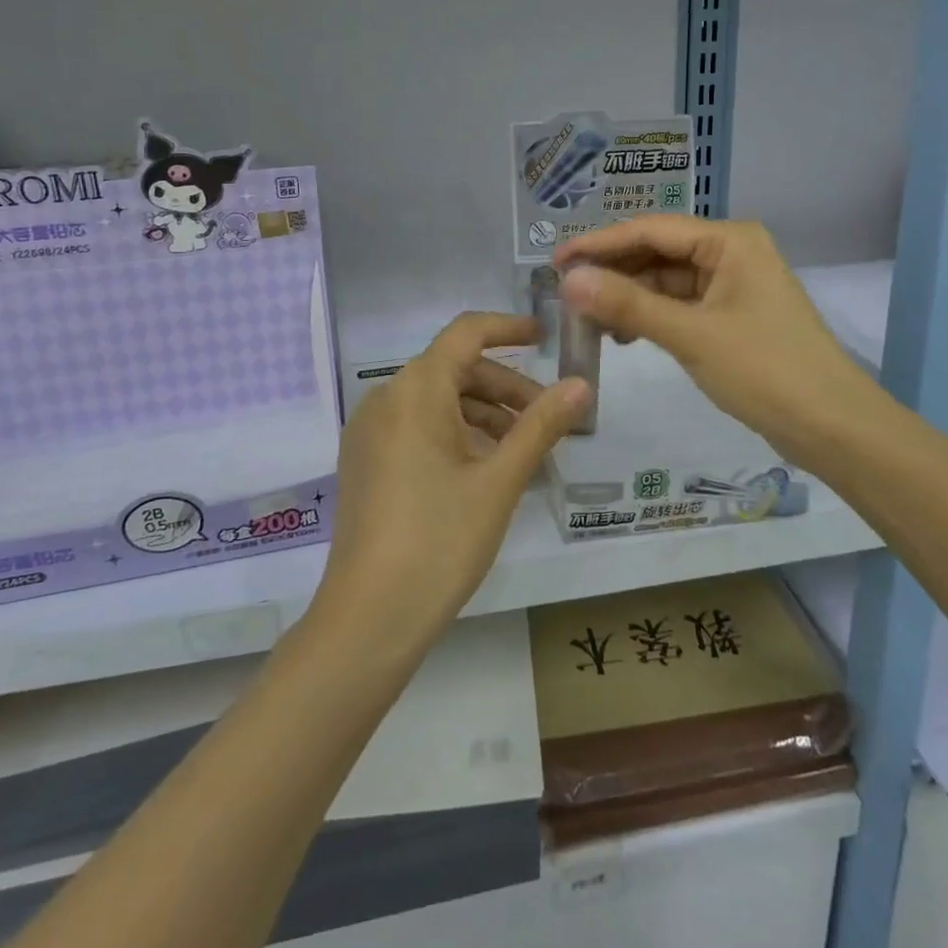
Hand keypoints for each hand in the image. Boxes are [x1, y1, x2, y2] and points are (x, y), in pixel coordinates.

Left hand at [315, 313, 588, 652]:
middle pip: (454, 370)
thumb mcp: (499, 480)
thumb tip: (581, 384)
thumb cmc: (440, 540)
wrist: (368, 618)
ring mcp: (370, 432)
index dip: (508, 329)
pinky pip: (417, 427)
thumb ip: (541, 426)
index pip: (466, 333)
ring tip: (523, 450)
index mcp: (415, 391)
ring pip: (437, 401)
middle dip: (505, 387)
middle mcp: (385, 399)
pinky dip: (456, 433)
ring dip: (483, 413)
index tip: (546, 338)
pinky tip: (484, 468)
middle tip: (547, 418)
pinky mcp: (365, 462)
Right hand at [553, 217, 878, 471]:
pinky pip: (680, 304)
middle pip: (657, 252)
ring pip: (666, 280)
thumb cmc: (765, 371)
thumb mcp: (691, 335)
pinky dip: (651, 316)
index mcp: (729, 240)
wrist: (833, 427)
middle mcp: (731, 252)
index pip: (650, 230)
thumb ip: (628, 304)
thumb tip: (570, 280)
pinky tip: (624, 333)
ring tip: (589, 319)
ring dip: (629, 296)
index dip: (599, 244)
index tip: (555, 261)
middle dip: (613, 272)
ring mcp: (733, 284)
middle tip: (565, 293)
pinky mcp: (731, 315)